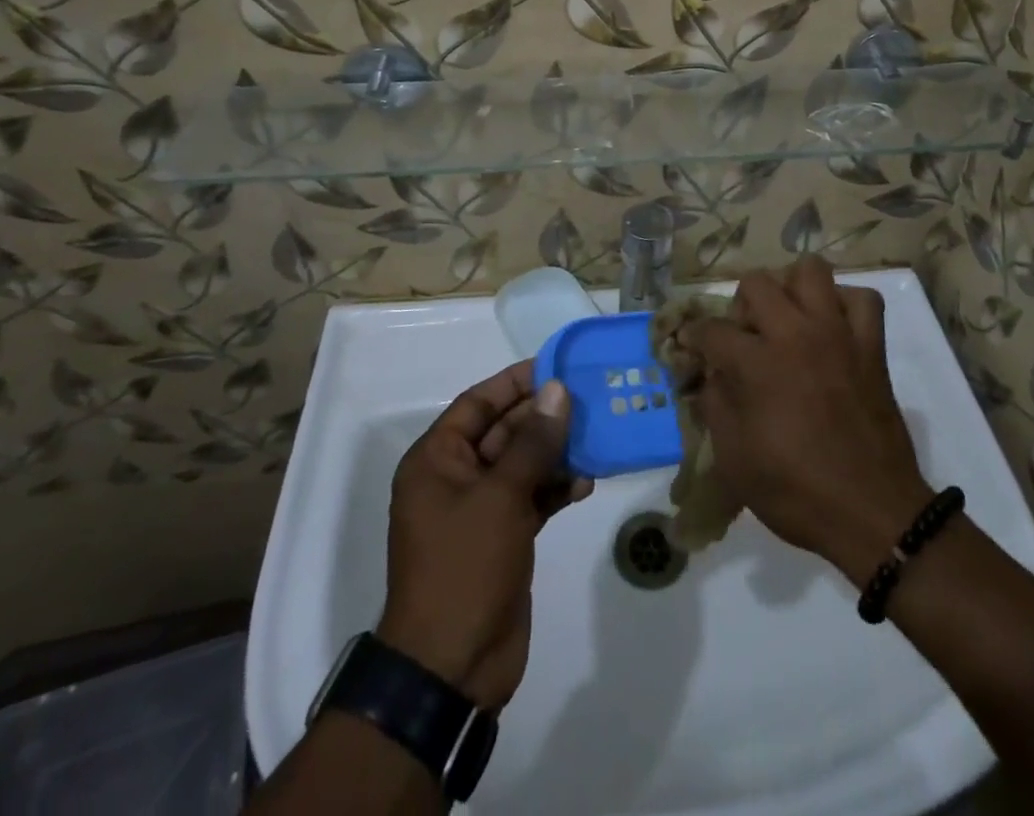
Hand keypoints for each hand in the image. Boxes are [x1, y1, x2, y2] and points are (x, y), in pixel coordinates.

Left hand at [376, 362, 591, 709]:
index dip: (515, 383)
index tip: (557, 366)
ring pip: (523, 464)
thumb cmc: (465, 567)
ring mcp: (480, 510)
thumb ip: (533, 441)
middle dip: (544, 417)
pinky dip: (556, 488)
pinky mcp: (503, 537)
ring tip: (597, 438)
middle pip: (504, 431)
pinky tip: (587, 482)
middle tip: (589, 399)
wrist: (452, 668)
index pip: (477, 404)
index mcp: (436, 460)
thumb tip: (557, 390)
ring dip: (556, 453)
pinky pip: (532, 497)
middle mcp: (455, 478)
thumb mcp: (500, 496)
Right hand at [689, 257, 932, 583]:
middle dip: (740, 306)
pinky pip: (862, 299)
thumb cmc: (796, 491)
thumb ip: (715, 405)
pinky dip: (843, 304)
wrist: (872, 513)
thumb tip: (711, 375)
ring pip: (810, 270)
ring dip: (791, 289)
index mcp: (758, 364)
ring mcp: (838, 334)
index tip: (691, 345)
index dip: (694, 337)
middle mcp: (796, 334)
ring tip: (787, 319)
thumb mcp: (734, 459)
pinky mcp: (871, 345)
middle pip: (757, 283)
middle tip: (744, 337)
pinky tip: (831, 327)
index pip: (712, 329)